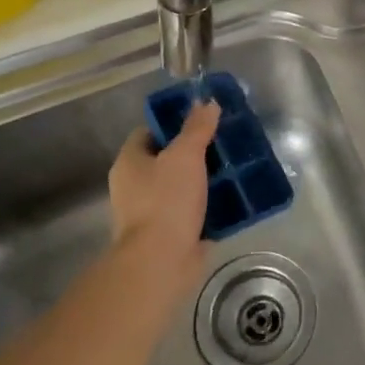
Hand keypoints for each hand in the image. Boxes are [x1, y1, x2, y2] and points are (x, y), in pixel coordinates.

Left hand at [105, 100, 220, 302]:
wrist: (161, 261)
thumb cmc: (166, 201)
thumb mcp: (185, 155)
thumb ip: (197, 128)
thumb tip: (207, 102)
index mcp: (130, 163)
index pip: (148, 132)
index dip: (172, 123)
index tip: (201, 119)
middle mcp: (135, 186)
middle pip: (167, 160)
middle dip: (194, 152)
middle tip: (224, 142)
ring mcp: (151, 213)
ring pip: (182, 186)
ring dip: (205, 179)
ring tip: (235, 167)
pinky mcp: (170, 234)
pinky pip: (193, 211)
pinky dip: (211, 205)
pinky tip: (234, 198)